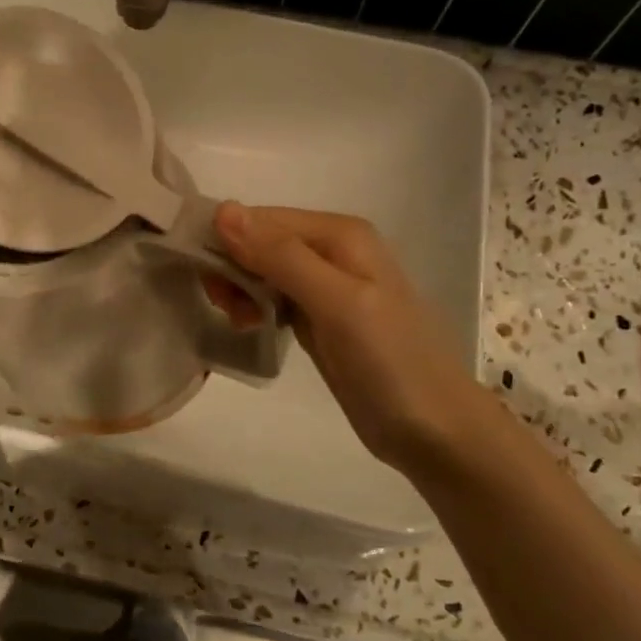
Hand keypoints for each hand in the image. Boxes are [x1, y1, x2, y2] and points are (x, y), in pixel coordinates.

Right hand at [211, 204, 501, 476]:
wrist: (434, 431)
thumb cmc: (389, 362)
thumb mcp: (336, 303)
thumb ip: (281, 256)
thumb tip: (223, 210)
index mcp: (339, 233)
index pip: (262, 218)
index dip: (227, 241)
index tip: (206, 280)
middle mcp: (331, 250)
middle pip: (260, 241)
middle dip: (232, 267)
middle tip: (224, 306)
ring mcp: (326, 286)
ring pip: (262, 270)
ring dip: (240, 289)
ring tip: (239, 321)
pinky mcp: (320, 318)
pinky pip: (273, 297)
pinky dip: (255, 307)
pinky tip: (250, 327)